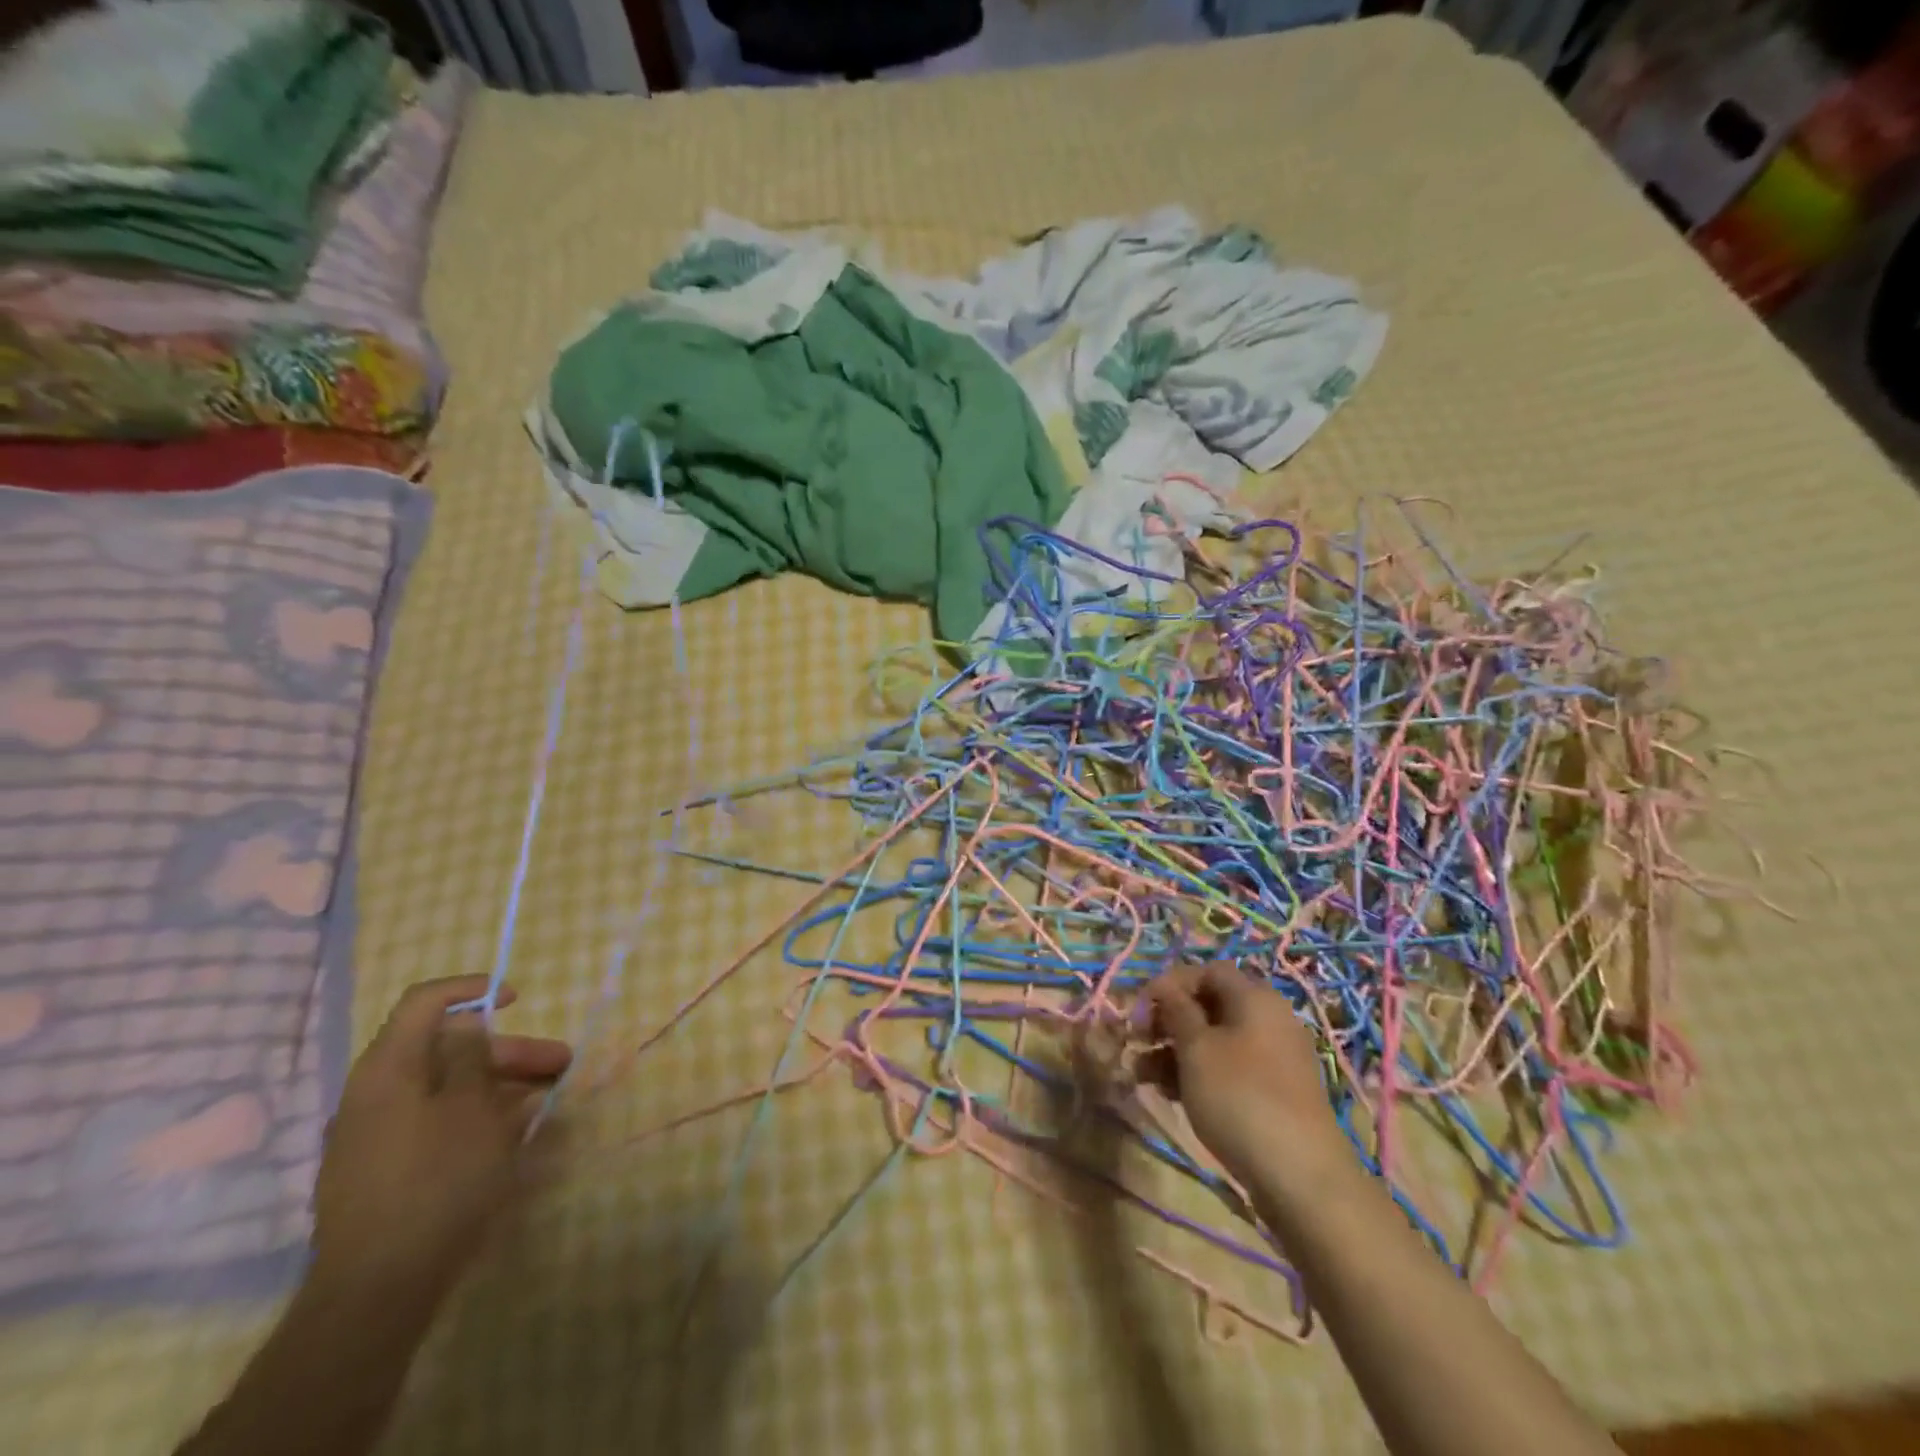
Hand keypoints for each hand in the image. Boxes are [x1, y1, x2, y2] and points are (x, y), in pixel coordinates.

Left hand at [310, 976, 571, 1299]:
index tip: (518, 1000)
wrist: (379, 1289)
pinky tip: (518, 1131)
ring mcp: (380, 1136)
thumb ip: (470, 1056)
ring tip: (551, 1099)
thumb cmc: (437, 1179)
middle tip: (561, 1063)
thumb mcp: (471, 1106)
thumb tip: (464, 1025)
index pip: (425, 1002)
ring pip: (450, 1089)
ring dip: (502, 1085)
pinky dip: (480, 1117)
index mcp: (389, 1070)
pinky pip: (440, 1124)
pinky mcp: (389, 1171)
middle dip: (509, 1051)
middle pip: (448, 1050)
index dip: (472, 990)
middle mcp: (377, 1095)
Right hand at [1142, 963, 1342, 1188]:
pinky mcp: (1274, 1092)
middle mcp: (1269, 1019)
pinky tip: (1169, 1094)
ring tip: (1142, 1075)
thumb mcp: (1196, 1048)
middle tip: (1137, 1042)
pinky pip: (1229, 1068)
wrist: (1301, 1177)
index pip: (1206, 971)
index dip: (1170, 984)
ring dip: (1175, 1051)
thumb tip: (1163, 986)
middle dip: (1168, 1022)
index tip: (1140, 1009)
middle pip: (1209, 1006)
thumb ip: (1175, 1010)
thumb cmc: (1239, 1096)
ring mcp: (1274, 1058)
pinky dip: (1198, 1074)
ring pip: (1215, 1041)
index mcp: (1254, 997)